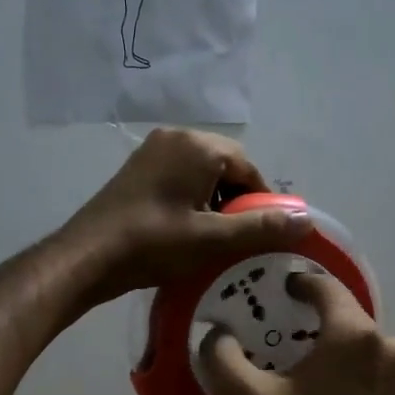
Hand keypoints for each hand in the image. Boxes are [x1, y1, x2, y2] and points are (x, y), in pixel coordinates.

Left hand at [61, 128, 311, 306]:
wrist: (86, 257)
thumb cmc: (153, 245)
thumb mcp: (212, 239)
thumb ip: (261, 227)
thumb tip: (307, 220)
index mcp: (197, 146)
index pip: (247, 167)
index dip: (261, 201)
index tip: (261, 234)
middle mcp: (175, 137)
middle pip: (225, 166)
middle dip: (236, 201)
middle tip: (235, 239)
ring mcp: (152, 151)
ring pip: (201, 173)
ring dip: (213, 203)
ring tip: (211, 239)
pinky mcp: (137, 169)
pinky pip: (179, 177)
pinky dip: (191, 200)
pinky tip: (185, 231)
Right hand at [201, 272, 394, 394]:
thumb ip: (221, 355)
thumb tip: (216, 335)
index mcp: (355, 335)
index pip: (326, 288)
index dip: (299, 283)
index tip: (277, 292)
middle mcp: (390, 348)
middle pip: (346, 319)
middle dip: (313, 323)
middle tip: (279, 337)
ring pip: (363, 348)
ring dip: (335, 351)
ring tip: (303, 370)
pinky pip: (377, 376)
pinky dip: (354, 376)